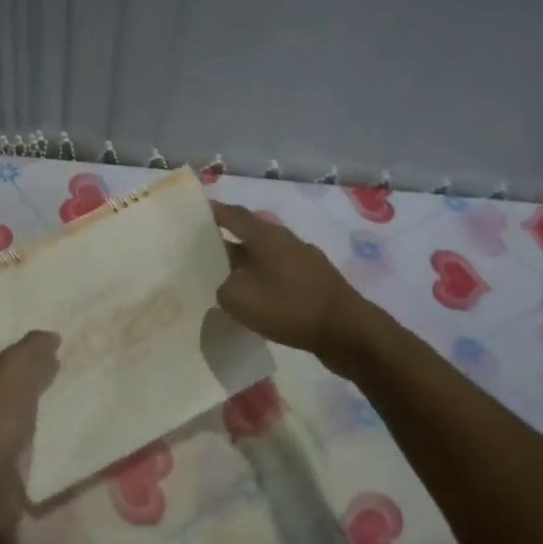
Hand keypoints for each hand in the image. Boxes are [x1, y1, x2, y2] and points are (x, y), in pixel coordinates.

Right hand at [211, 202, 373, 366]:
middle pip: (250, 233)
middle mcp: (286, 240)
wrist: (348, 332)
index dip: (214, 212)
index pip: (234, 215)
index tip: (194, 212)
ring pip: (266, 255)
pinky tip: (257, 298)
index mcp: (266, 236)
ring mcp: (304, 260)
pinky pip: (280, 272)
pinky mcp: (315, 281)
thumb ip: (223, 286)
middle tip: (203, 251)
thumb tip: (225, 283)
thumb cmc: (291, 308)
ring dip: (246, 262)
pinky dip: (264, 279)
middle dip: (227, 240)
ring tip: (226, 277)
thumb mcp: (240, 299)